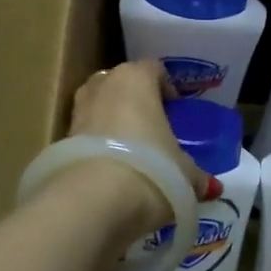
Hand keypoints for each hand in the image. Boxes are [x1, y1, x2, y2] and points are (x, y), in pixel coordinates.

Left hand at [61, 60, 210, 236]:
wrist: (94, 201)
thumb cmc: (152, 169)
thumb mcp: (186, 174)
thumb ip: (197, 175)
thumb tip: (210, 186)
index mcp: (135, 78)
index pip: (154, 69)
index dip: (167, 88)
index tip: (177, 111)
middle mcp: (102, 85)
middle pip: (121, 84)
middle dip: (135, 102)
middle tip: (154, 128)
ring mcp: (76, 112)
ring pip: (99, 108)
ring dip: (113, 123)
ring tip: (133, 152)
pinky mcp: (60, 141)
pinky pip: (85, 136)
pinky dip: (98, 147)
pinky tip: (113, 170)